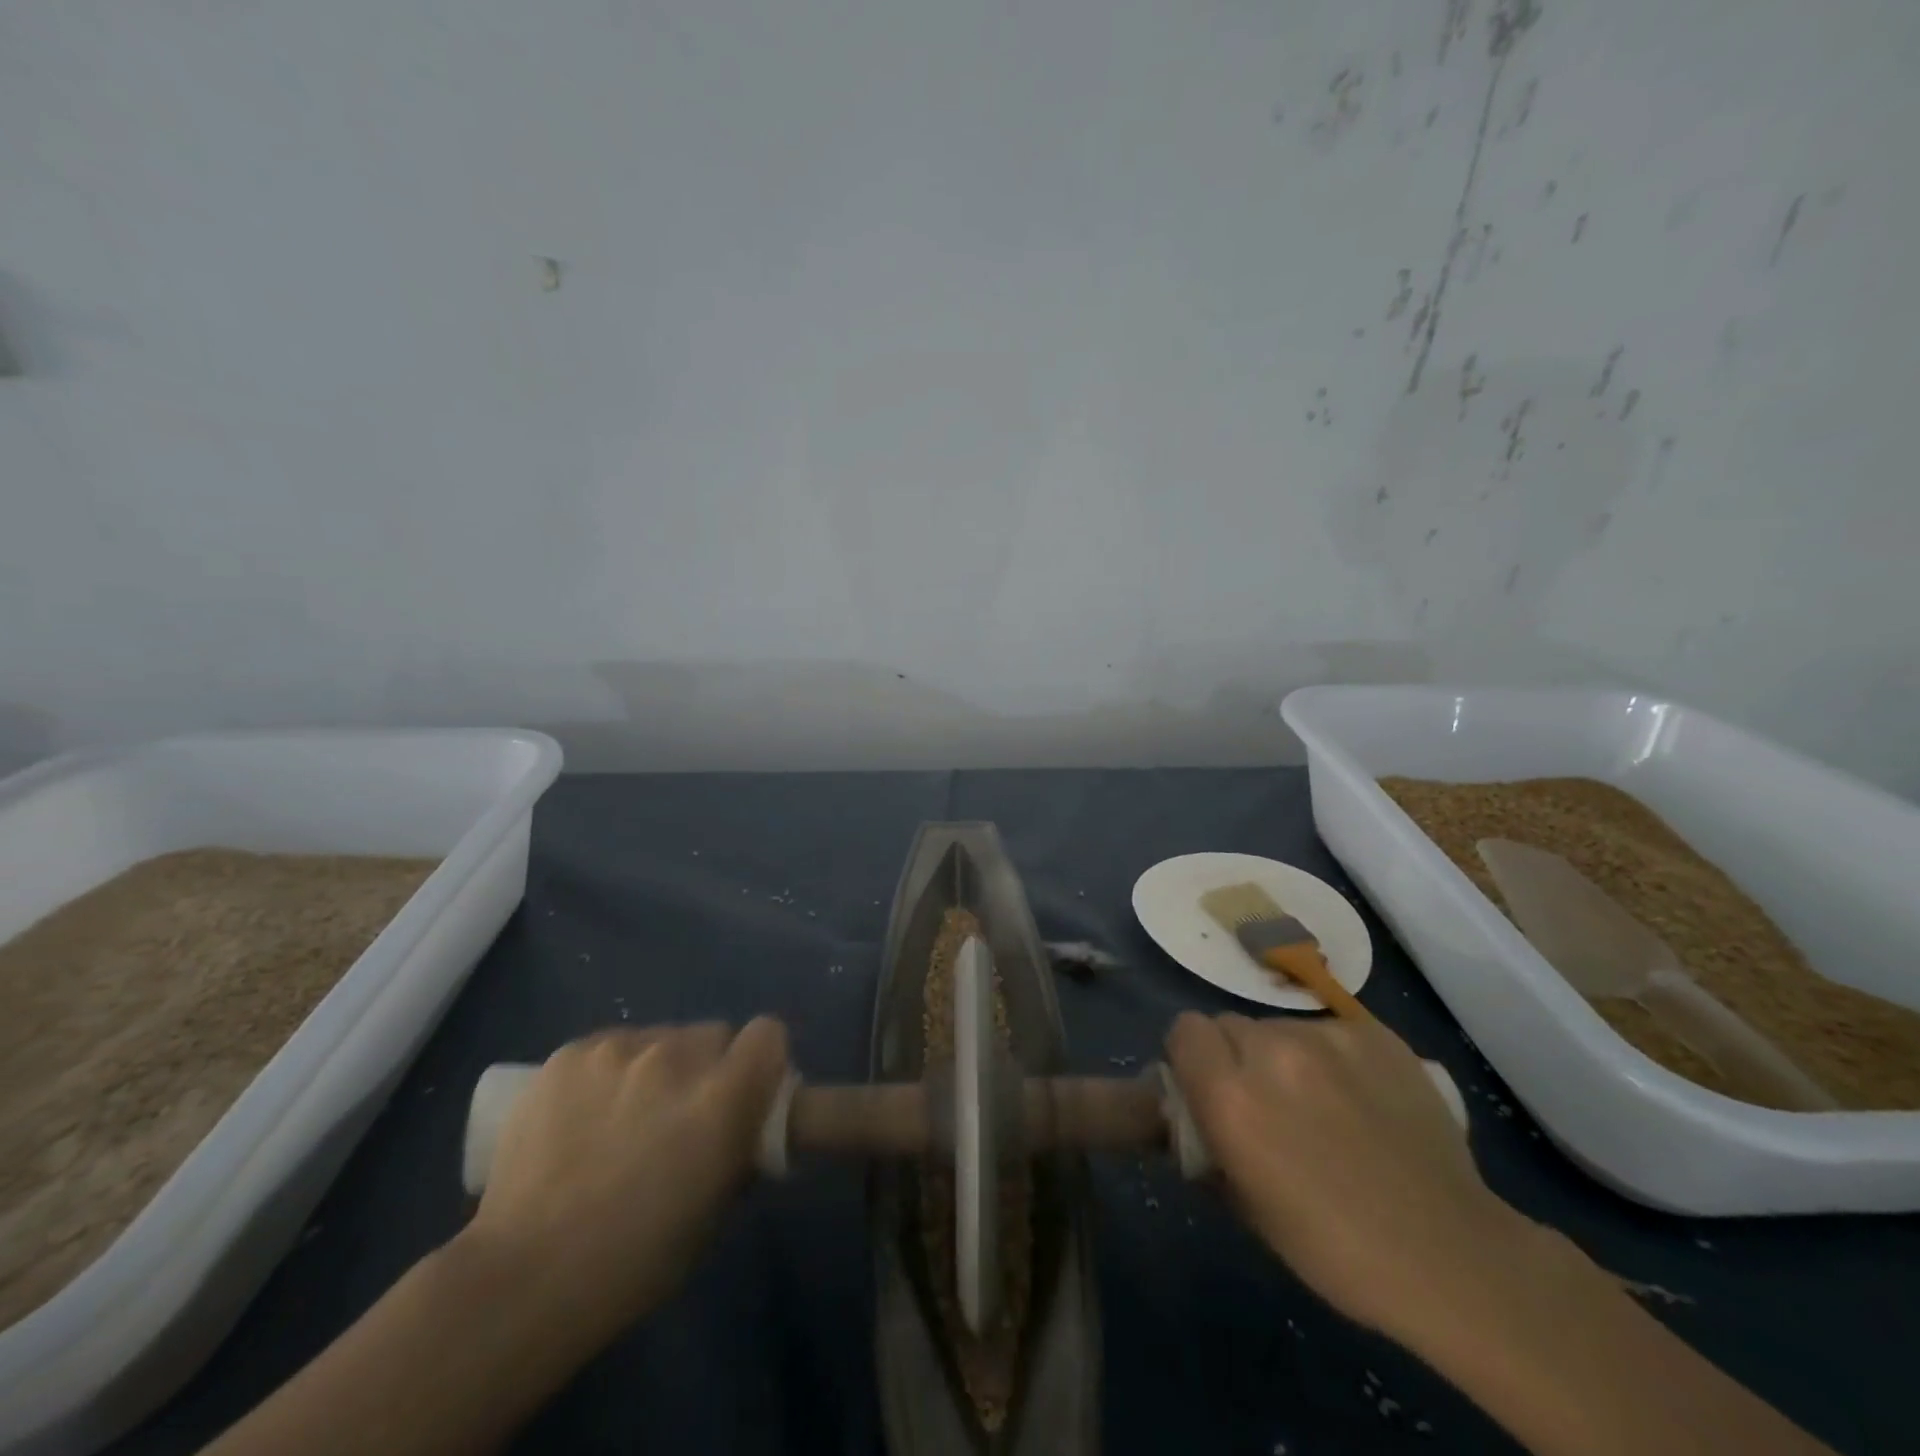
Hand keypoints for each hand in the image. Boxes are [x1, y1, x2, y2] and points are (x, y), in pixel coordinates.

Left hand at [468, 1018, 789, 1343]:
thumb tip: (744, 1123)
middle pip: (713, 1034)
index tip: (748, 1092)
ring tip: (622, 1119)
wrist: (523, 1278)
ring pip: (661, 1038)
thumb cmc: (635, 1261)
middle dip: (708, 1068)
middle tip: (681, 1115)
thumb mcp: (716, 1210)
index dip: (762, 1061)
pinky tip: (583, 1117)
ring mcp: (619, 1049)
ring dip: (658, 1068)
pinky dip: (610, 1072)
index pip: (767, 1034)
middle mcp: (677, 1057)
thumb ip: (740, 1147)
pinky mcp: (570, 1053)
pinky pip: (611, 1047)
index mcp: (722, 1096)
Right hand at [1166, 1011, 1525, 1345]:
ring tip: (1321, 1103)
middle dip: (1236, 1056)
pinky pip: (1328, 1030)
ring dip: (1283, 1056)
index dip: (1191, 1057)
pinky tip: (1360, 1097)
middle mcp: (1270, 1051)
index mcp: (1231, 1097)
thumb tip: (1192, 1113)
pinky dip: (1330, 1057)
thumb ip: (1208, 1141)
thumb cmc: (1334, 1248)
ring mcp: (1326, 1037)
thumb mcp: (1246, 1205)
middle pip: (1228, 1024)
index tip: (1208, 1087)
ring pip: (1278, 1027)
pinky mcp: (1373, 1034)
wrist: (1452, 1256)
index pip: (1184, 1031)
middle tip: (1265, 1101)